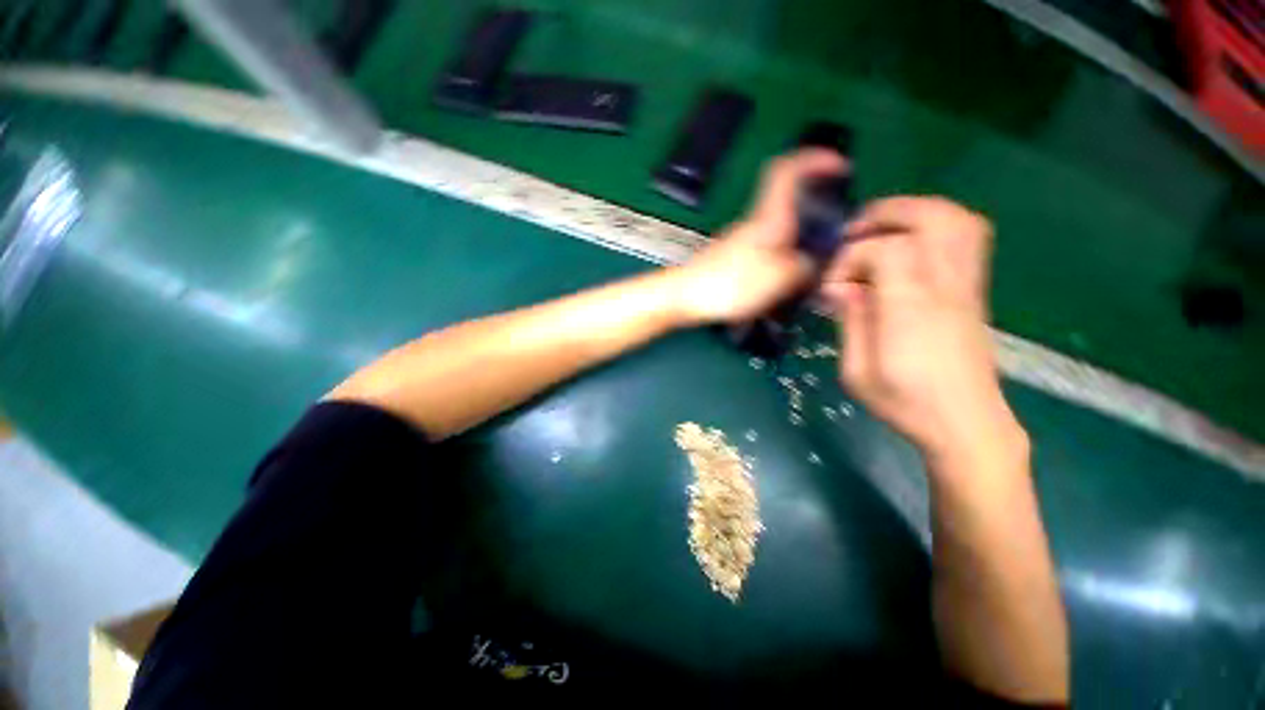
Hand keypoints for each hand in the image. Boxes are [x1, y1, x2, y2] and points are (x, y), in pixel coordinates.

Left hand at [672, 150, 845, 325]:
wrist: (686, 297)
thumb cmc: (731, 284)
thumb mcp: (780, 278)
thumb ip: (805, 267)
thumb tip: (812, 263)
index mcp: (769, 218)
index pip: (787, 170)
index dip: (814, 158)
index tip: (838, 163)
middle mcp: (754, 223)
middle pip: (788, 205)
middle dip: (814, 213)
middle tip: (833, 236)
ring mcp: (741, 241)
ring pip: (778, 232)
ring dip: (797, 244)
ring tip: (810, 270)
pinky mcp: (732, 260)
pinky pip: (766, 253)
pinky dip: (780, 262)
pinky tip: (782, 286)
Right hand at [822, 197, 1025, 469]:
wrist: (965, 425)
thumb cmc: (904, 404)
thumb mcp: (856, 371)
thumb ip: (849, 321)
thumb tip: (841, 288)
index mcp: (912, 308)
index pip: (886, 249)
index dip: (851, 258)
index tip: (833, 288)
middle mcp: (945, 286)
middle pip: (930, 216)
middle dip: (885, 215)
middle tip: (853, 235)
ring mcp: (967, 285)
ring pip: (955, 219)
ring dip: (913, 214)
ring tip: (880, 232)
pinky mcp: (974, 291)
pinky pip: (968, 237)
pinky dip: (936, 226)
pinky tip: (908, 247)